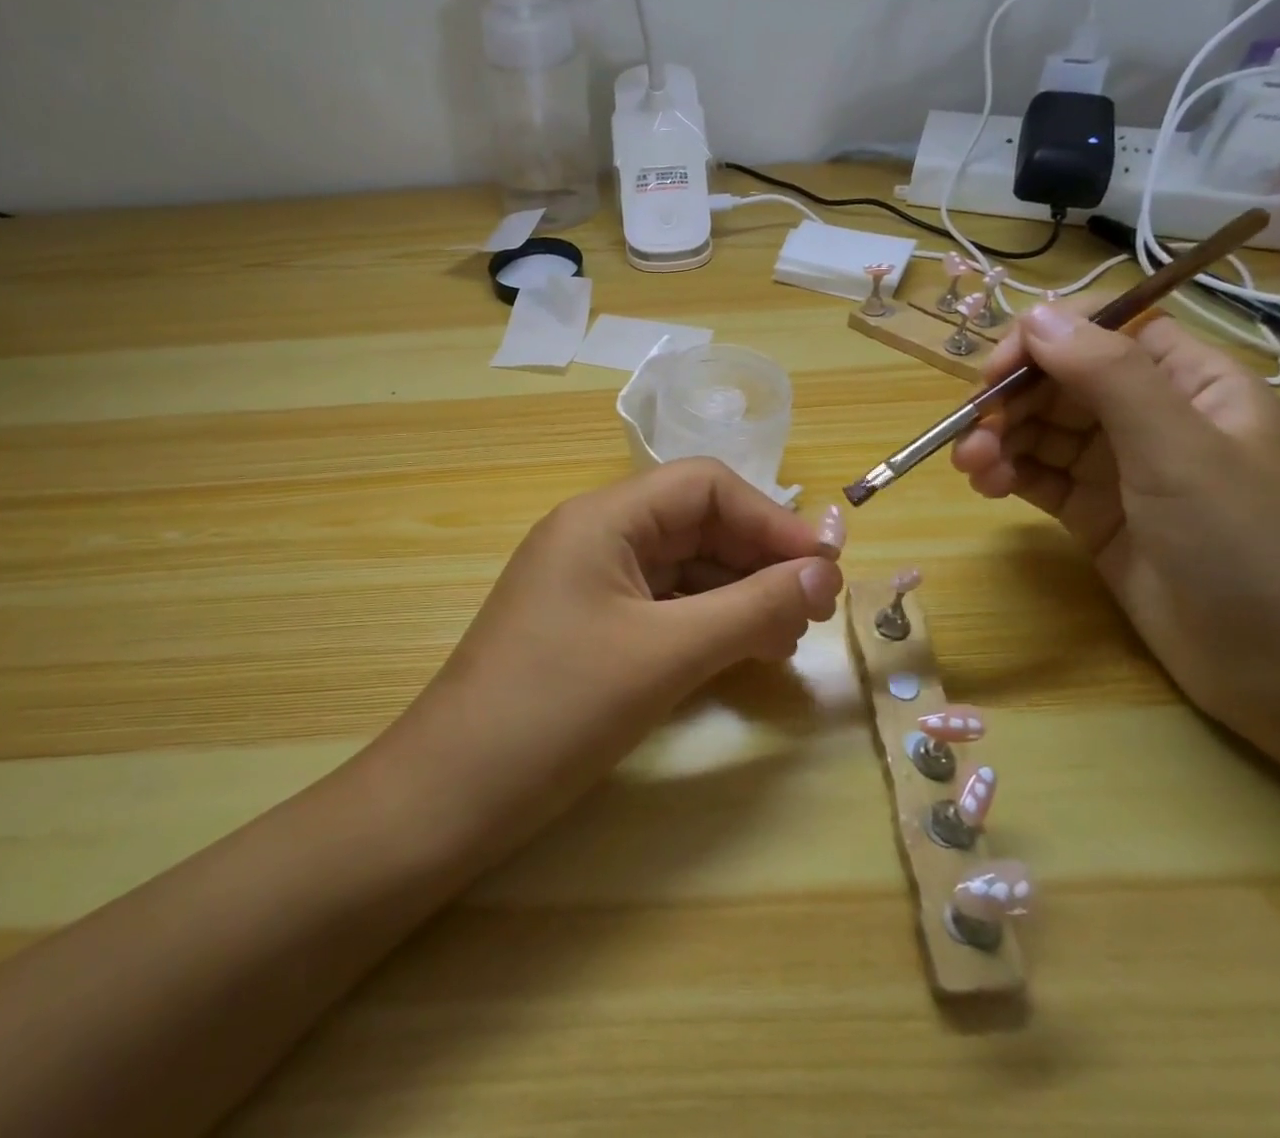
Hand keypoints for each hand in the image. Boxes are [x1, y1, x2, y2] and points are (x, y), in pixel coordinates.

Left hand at [378, 459, 845, 853]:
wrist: (452, 793)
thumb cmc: (558, 708)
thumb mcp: (666, 654)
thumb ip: (753, 608)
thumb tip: (828, 573)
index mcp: (603, 517)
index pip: (705, 486)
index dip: (771, 520)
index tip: (825, 568)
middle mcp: (594, 534)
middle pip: (695, 522)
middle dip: (759, 559)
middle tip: (813, 612)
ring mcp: (588, 581)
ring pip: (682, 566)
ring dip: (738, 593)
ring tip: (785, 640)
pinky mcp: (587, 624)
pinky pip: (661, 604)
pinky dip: (706, 621)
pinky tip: (740, 653)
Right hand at [950, 301, 1279, 740]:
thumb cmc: (1247, 545)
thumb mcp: (1178, 451)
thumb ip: (1109, 376)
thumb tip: (1036, 314)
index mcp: (1190, 384)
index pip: (1105, 333)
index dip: (1045, 341)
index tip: (996, 374)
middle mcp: (1152, 417)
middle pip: (1061, 382)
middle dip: (1011, 402)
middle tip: (972, 437)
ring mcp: (1121, 468)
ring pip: (1041, 430)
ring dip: (999, 440)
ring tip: (973, 468)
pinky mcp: (1094, 513)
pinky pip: (1037, 475)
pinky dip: (1007, 473)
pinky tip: (988, 486)